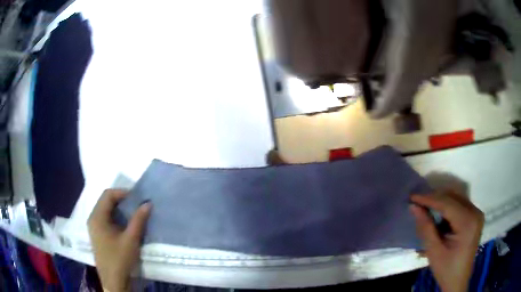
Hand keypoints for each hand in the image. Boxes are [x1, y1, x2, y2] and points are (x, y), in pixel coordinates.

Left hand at [88, 189, 151, 291]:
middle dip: (121, 200)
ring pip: (105, 210)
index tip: (137, 197)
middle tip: (136, 204)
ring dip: (119, 209)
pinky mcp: (97, 235)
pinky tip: (125, 225)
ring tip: (133, 213)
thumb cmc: (120, 259)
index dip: (122, 192)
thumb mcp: (131, 240)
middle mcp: (93, 219)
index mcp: (97, 217)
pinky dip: (116, 217)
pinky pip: (105, 219)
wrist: (113, 281)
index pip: (107, 195)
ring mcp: (94, 227)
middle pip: (105, 201)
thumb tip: (147, 203)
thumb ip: (138, 220)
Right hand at [410, 192, 483, 291]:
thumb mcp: (434, 251)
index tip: (412, 197)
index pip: (447, 203)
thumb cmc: (446, 269)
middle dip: (435, 198)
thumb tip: (414, 207)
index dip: (429, 198)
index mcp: (468, 223)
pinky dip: (448, 207)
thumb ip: (426, 227)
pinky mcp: (475, 216)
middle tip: (418, 203)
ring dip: (441, 202)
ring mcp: (477, 213)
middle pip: (453, 197)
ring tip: (426, 209)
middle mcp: (475, 212)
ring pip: (457, 198)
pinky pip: (460, 205)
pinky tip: (439, 216)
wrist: (458, 281)